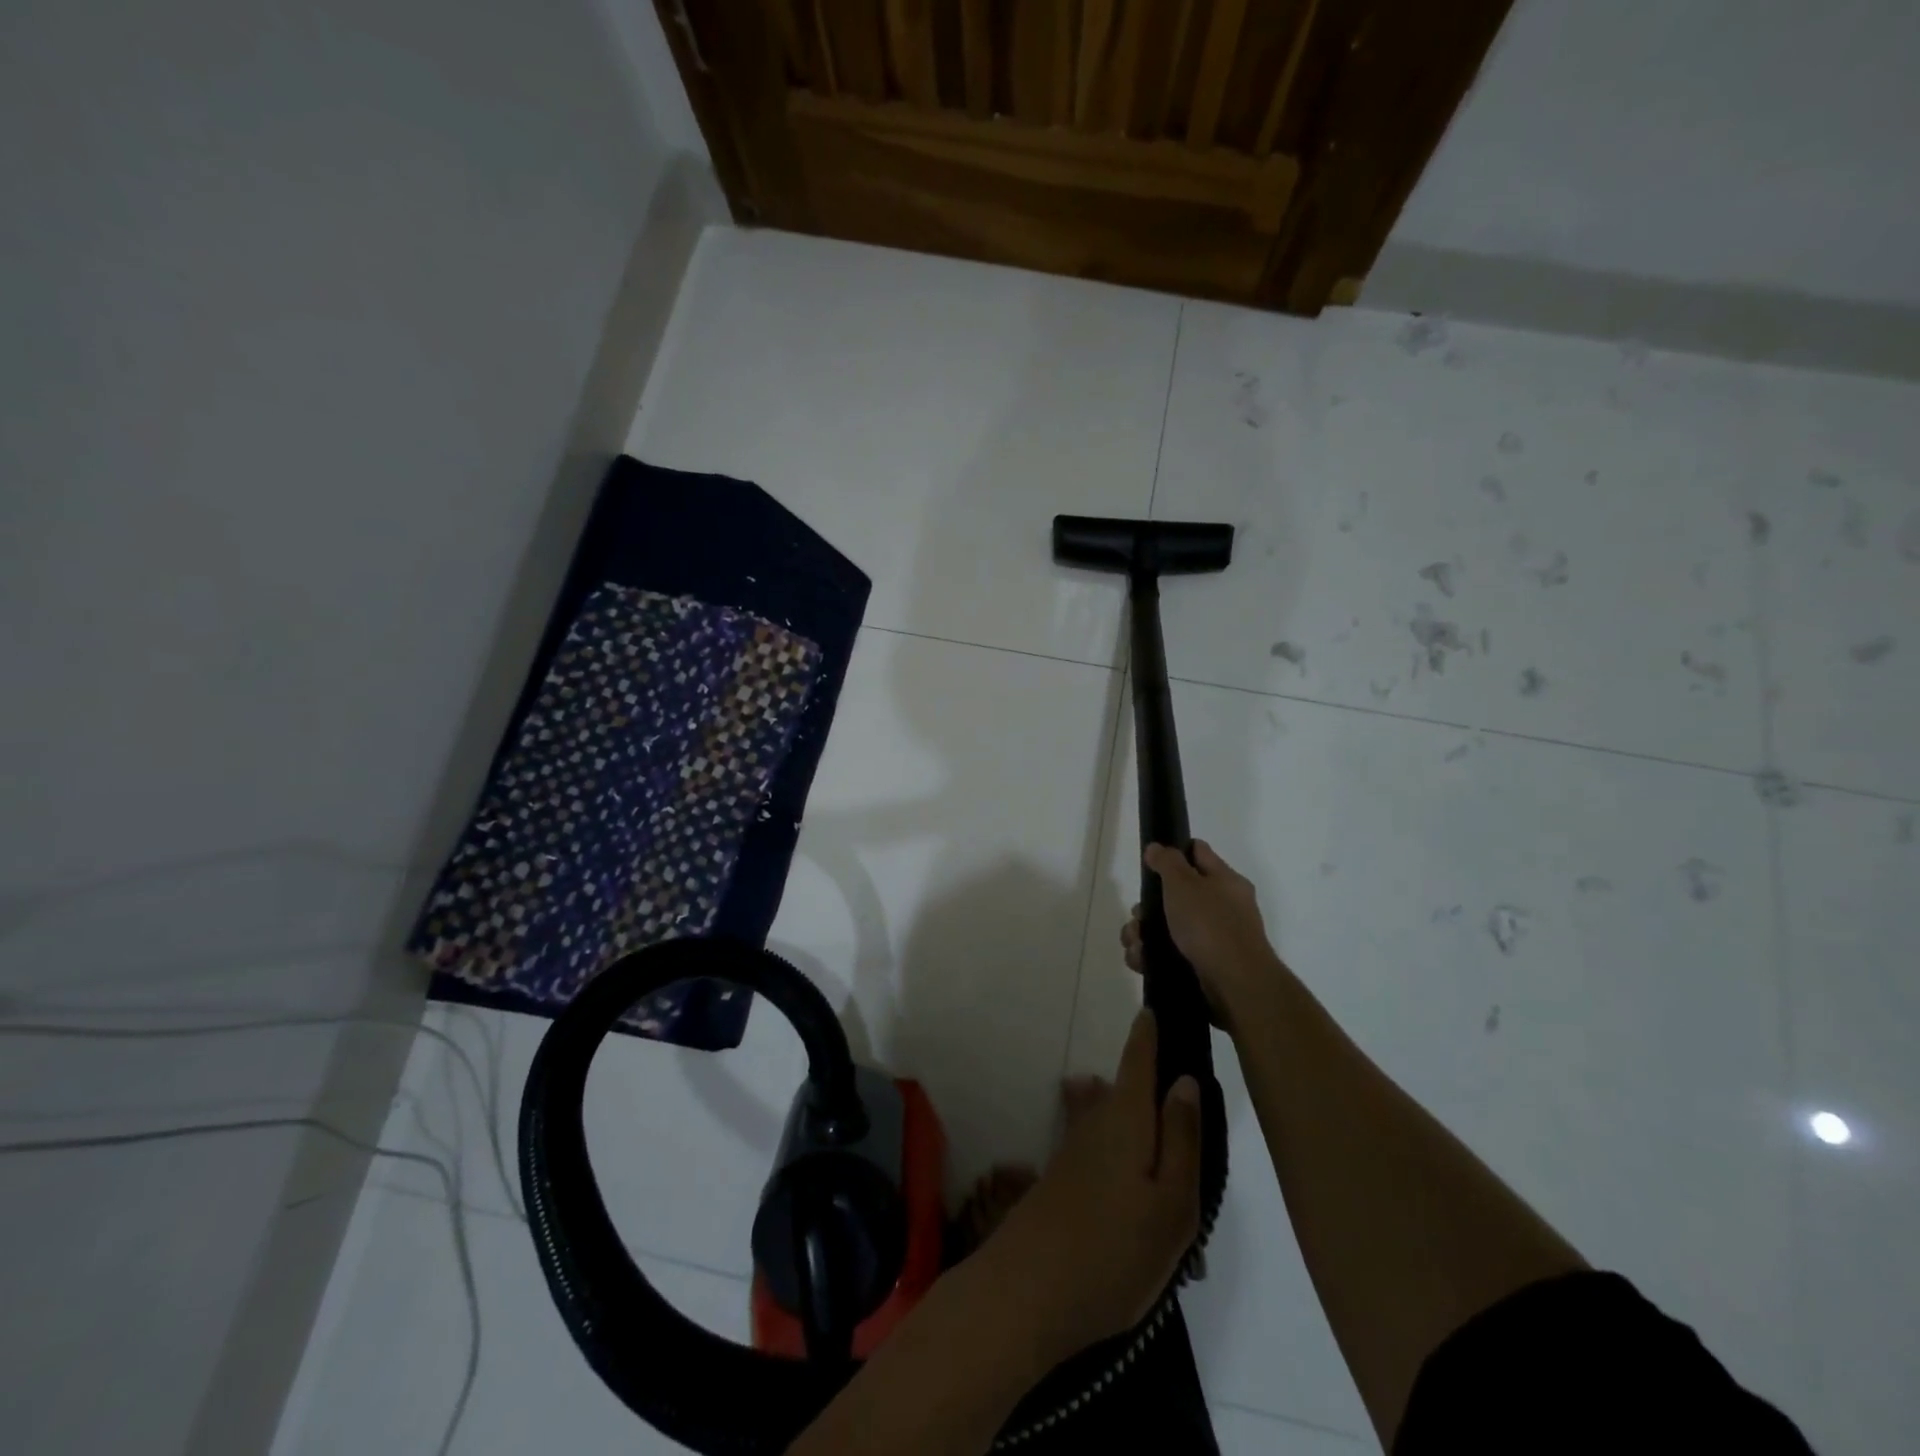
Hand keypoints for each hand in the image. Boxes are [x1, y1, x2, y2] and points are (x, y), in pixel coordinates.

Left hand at [978, 1010, 1201, 1360]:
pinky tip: (1133, 1174)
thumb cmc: (1115, 1250)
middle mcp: (1096, 1123)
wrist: (1028, 1293)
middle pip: (1127, 1087)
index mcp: (1127, 1118)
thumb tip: (1185, 1080)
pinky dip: (1121, 1148)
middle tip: (1181, 1075)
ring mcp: (1075, 1151)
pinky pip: (1102, 1147)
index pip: (1139, 1057)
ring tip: (1165, 1129)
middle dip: (1149, 1074)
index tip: (1160, 1002)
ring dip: (1136, 1116)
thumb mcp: (1172, 1204)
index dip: (1150, 1029)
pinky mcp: (1063, 1180)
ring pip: (1114, 1118)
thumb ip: (1182, 1139)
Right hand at [1123, 840, 1280, 1027]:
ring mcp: (1213, 939)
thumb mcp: (1184, 884)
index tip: (1149, 863)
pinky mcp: (1202, 966)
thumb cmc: (1210, 925)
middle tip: (1138, 916)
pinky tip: (1141, 961)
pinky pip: (1168, 954)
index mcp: (1224, 881)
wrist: (1236, 985)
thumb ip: (1167, 862)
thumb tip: (1156, 847)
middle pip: (1175, 895)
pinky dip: (1151, 957)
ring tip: (1135, 944)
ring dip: (1143, 934)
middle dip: (1148, 906)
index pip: (1197, 853)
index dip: (1173, 853)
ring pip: (1166, 927)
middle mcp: (1221, 907)